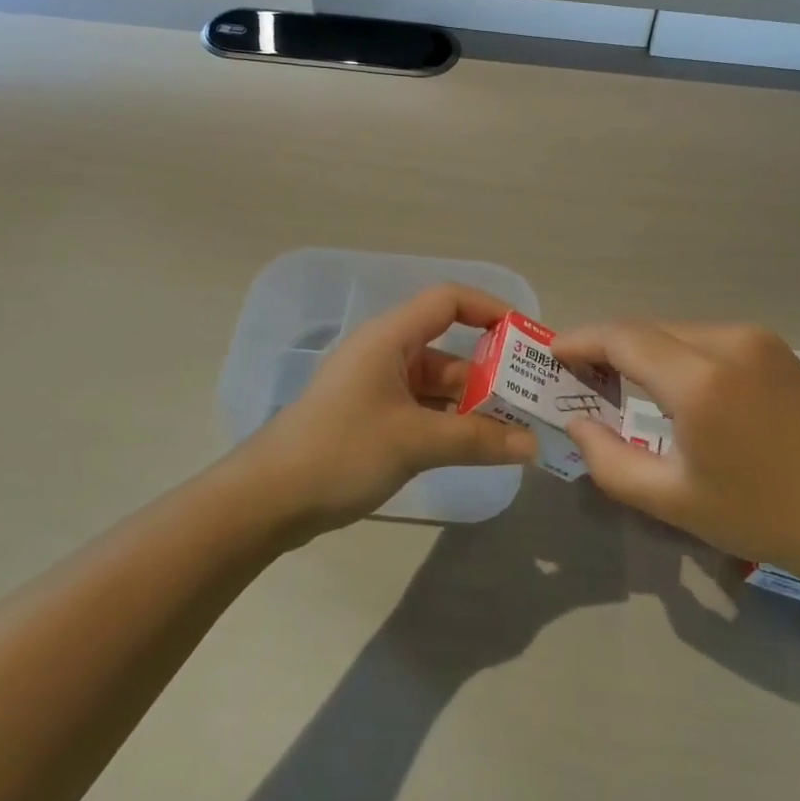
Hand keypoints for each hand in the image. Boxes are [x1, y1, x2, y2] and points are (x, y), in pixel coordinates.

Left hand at [235, 284, 536, 541]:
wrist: (267, 500)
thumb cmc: (341, 451)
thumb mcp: (415, 442)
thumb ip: (477, 439)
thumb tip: (532, 446)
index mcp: (391, 337)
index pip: (449, 300)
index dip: (491, 310)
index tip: (528, 338)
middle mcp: (386, 352)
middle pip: (450, 348)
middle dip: (492, 372)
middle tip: (532, 398)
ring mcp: (378, 386)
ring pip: (438, 384)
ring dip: (474, 404)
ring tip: (516, 430)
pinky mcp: (372, 417)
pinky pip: (423, 408)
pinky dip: (451, 422)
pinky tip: (479, 447)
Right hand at [556, 322, 799, 578]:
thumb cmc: (763, 516)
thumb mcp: (675, 501)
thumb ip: (611, 461)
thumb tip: (577, 422)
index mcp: (701, 380)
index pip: (623, 337)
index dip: (582, 340)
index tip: (553, 354)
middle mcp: (728, 342)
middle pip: (648, 329)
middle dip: (609, 346)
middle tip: (582, 377)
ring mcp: (758, 340)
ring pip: (678, 330)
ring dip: (645, 349)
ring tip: (623, 383)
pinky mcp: (776, 348)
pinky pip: (709, 338)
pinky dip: (678, 353)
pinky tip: (675, 385)